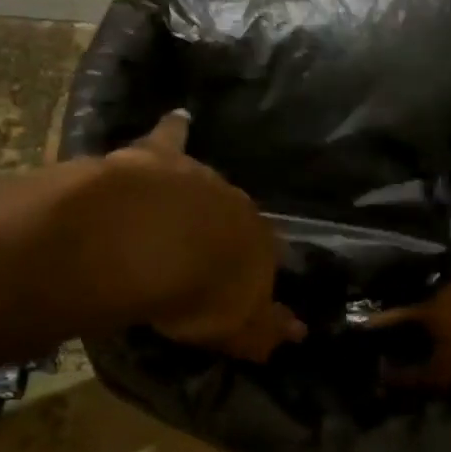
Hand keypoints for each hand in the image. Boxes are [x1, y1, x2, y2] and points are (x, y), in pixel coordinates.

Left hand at [98, 112, 304, 360]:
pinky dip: (173, 131)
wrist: (149, 239)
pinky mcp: (158, 155)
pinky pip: (168, 139)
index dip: (250, 272)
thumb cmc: (198, 293)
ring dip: (196, 195)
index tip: (235, 286)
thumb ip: (267, 331)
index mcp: (260, 245)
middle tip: (204, 251)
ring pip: (205, 184)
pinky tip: (178, 118)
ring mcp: (199, 176)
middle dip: (224, 230)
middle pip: (235, 217)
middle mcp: (237, 204)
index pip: (266, 258)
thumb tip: (301, 333)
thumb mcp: (235, 329)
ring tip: (182, 210)